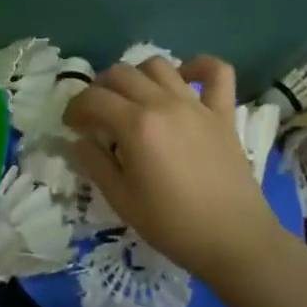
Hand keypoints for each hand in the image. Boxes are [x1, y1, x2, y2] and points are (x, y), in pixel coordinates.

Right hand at [64, 55, 282, 281]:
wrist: (234, 241)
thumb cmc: (172, 225)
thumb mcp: (121, 200)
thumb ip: (94, 163)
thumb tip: (78, 140)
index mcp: (136, 125)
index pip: (93, 98)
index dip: (75, 108)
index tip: (72, 126)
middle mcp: (163, 103)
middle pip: (121, 73)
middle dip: (100, 89)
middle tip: (97, 115)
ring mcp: (196, 104)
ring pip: (158, 65)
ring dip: (138, 75)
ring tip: (133, 98)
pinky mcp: (222, 112)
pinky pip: (216, 71)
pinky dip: (198, 66)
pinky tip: (184, 78)